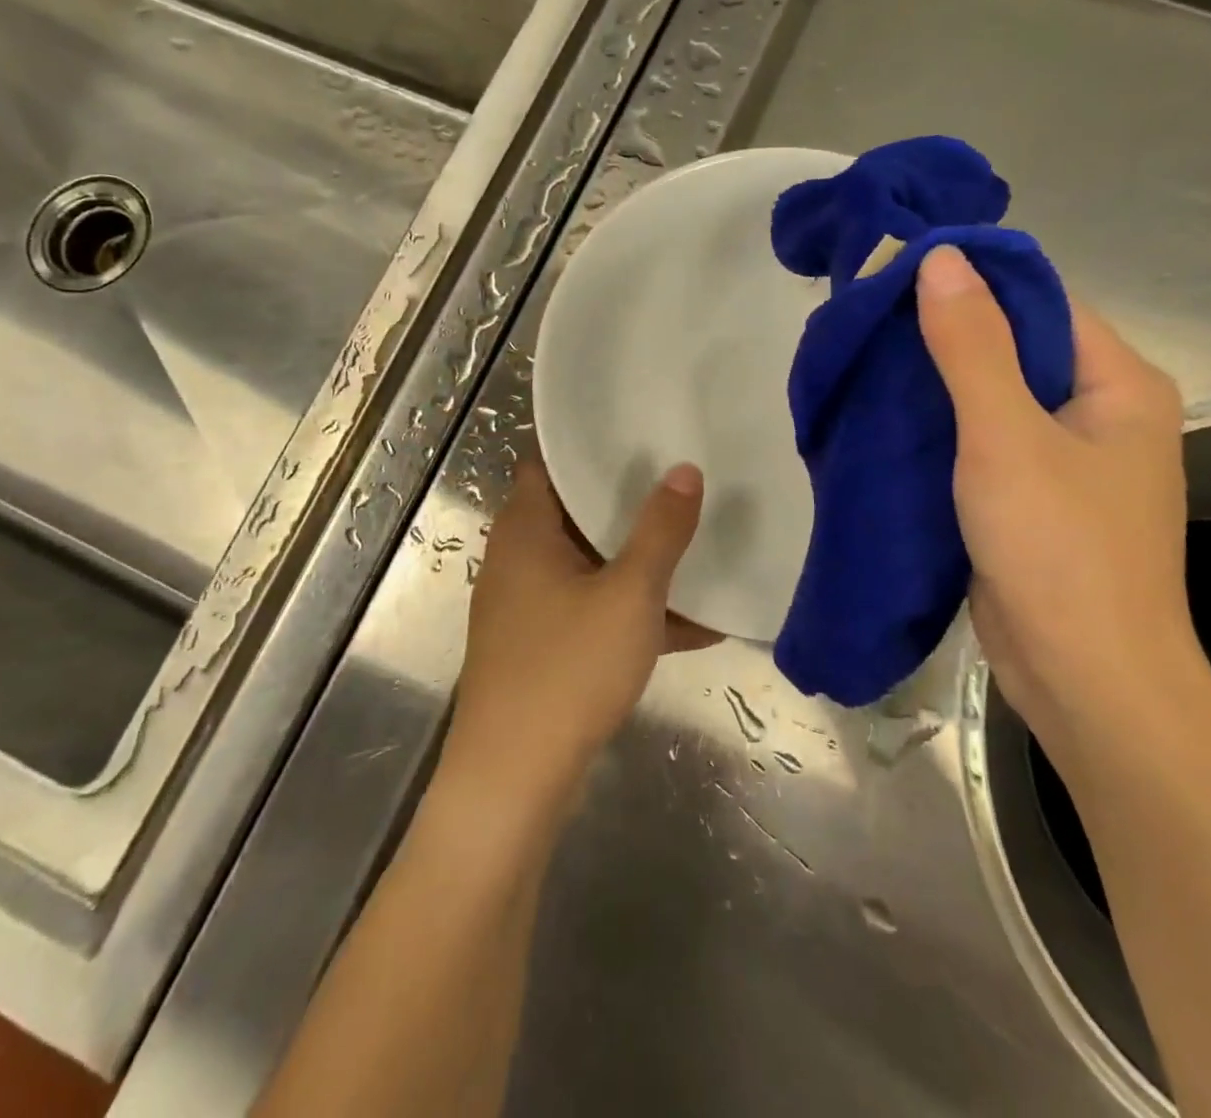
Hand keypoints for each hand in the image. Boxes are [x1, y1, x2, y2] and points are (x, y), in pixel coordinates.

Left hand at [444, 456, 710, 811]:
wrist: (513, 780)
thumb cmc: (568, 669)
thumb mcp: (629, 595)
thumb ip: (660, 531)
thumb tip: (685, 470)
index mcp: (525, 530)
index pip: (548, 461)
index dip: (588, 443)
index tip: (637, 430)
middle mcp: (518, 559)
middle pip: (574, 512)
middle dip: (627, 501)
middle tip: (679, 478)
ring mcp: (527, 606)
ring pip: (589, 565)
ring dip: (637, 562)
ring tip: (696, 545)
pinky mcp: (541, 647)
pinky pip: (592, 611)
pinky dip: (631, 612)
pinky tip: (695, 626)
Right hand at [916, 246, 1206, 756]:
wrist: (1083, 679)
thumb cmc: (1058, 548)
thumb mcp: (1007, 437)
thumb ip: (971, 347)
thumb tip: (939, 257)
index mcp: (1117, 383)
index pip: (1041, 301)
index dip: (972, 280)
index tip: (896, 273)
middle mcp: (1098, 412)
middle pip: (1014, 347)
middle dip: (943, 332)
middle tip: (867, 320)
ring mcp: (1063, 459)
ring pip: (991, 398)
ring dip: (934, 382)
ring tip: (866, 360)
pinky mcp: (1028, 498)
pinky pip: (979, 443)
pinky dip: (937, 428)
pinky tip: (885, 417)